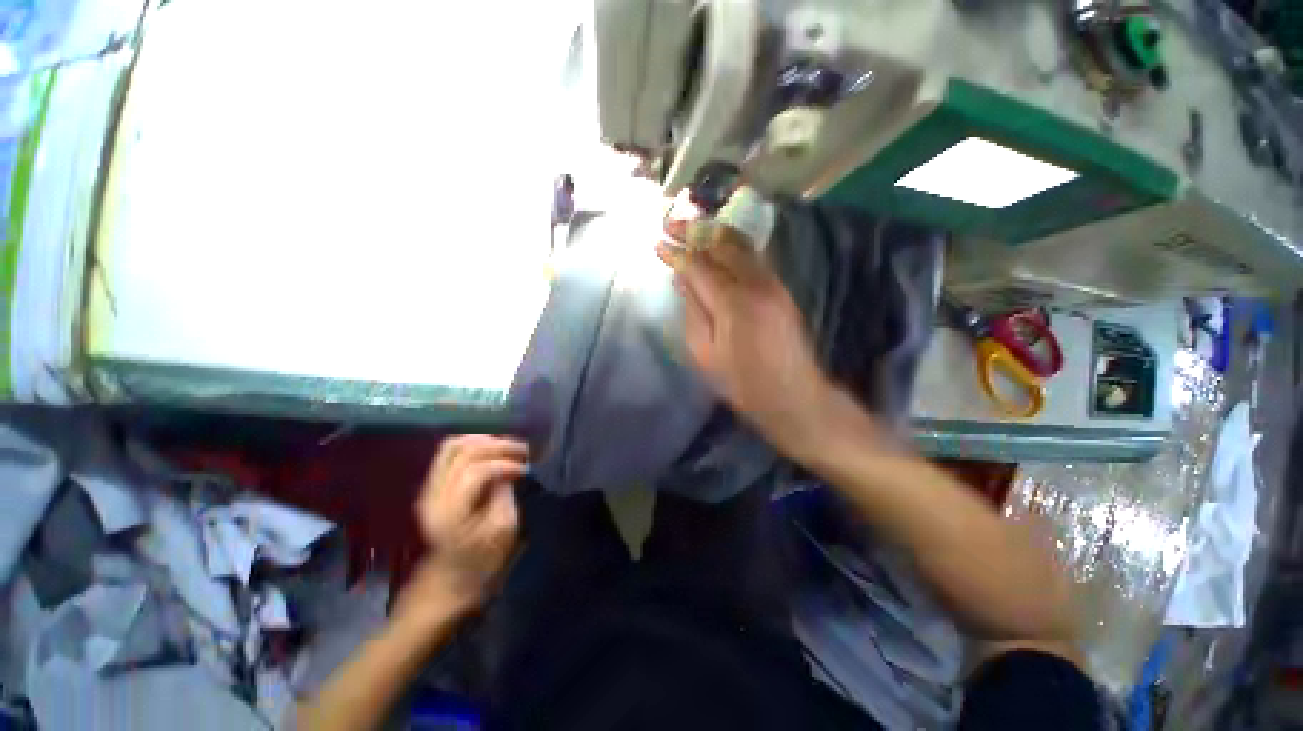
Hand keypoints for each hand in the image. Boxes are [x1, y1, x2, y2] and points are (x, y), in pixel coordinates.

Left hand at [406, 435, 527, 613]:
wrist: (450, 578)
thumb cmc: (483, 559)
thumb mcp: (503, 530)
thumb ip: (506, 494)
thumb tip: (511, 469)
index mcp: (450, 511)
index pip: (476, 470)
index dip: (505, 464)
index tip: (526, 470)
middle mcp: (433, 494)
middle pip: (463, 451)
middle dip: (497, 445)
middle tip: (522, 450)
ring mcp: (429, 488)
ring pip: (453, 446)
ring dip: (485, 441)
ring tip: (508, 446)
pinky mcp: (432, 485)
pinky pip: (449, 452)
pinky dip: (473, 444)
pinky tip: (492, 449)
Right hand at [658, 205, 844, 458]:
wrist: (793, 396)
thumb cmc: (743, 383)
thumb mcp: (705, 355)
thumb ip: (693, 312)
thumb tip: (682, 280)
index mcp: (733, 303)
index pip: (699, 266)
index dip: (677, 253)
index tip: (657, 243)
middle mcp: (756, 284)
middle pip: (722, 244)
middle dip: (695, 230)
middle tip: (671, 222)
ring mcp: (773, 283)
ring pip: (741, 244)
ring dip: (714, 232)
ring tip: (692, 226)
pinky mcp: (781, 289)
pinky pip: (754, 256)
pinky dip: (732, 245)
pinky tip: (718, 244)